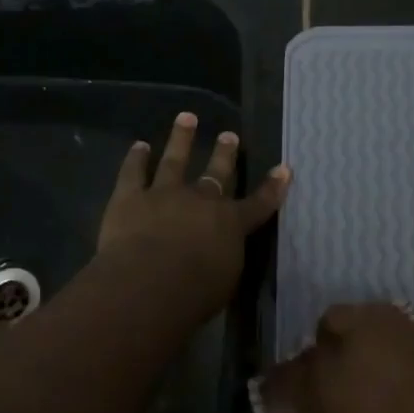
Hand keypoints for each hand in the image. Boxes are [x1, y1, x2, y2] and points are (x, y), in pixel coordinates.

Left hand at [97, 111, 289, 320]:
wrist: (147, 285)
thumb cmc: (193, 295)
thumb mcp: (225, 282)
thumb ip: (226, 259)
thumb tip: (223, 250)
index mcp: (230, 224)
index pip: (258, 203)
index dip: (273, 187)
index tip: (284, 168)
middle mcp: (201, 201)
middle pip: (216, 173)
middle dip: (224, 153)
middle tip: (229, 134)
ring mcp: (164, 194)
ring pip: (175, 160)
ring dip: (181, 138)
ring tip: (186, 117)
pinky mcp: (130, 198)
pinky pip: (133, 173)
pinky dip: (135, 158)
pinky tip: (139, 146)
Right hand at [275, 302, 413, 412]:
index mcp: (325, 386)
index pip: (282, 380)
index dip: (277, 395)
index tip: (283, 408)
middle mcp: (347, 346)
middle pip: (316, 338)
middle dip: (316, 359)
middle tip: (331, 386)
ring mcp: (383, 328)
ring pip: (348, 318)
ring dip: (347, 341)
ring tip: (363, 368)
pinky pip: (382, 324)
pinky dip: (378, 340)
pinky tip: (394, 366)